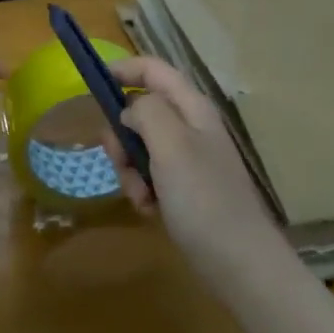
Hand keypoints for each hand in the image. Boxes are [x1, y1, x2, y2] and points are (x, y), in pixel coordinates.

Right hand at [106, 57, 282, 282]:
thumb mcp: (171, 145)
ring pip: (141, 146)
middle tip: (119, 160)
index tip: (93, 85)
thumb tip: (130, 109)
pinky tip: (149, 211)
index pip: (154, 70)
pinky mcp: (185, 188)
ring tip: (140, 196)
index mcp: (192, 108)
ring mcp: (189, 158)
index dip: (124, 69)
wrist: (240, 263)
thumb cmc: (204, 198)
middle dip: (122, 135)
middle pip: (141, 111)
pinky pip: (150, 175)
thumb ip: (147, 113)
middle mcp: (191, 127)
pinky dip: (143, 189)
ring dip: (130, 169)